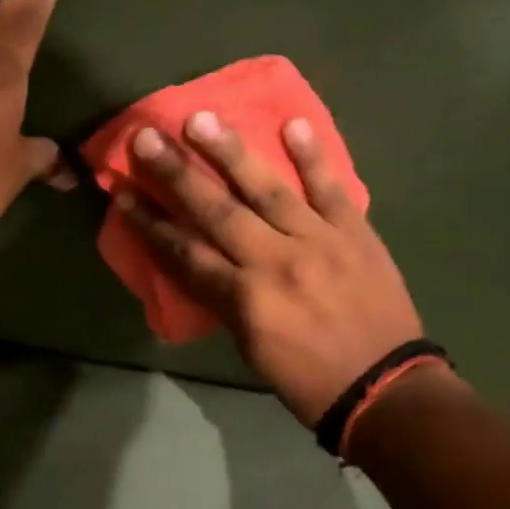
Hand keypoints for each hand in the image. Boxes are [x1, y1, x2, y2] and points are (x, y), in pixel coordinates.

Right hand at [116, 112, 431, 425]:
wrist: (387, 390)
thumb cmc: (309, 380)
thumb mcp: (251, 348)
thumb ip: (225, 299)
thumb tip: (204, 259)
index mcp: (245, 300)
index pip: (185, 252)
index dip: (149, 222)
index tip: (122, 190)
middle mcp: (275, 263)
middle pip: (216, 211)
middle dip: (176, 173)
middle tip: (146, 136)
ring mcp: (319, 242)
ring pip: (267, 189)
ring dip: (230, 152)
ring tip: (201, 118)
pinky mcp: (356, 233)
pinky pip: (331, 188)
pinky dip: (313, 156)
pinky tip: (292, 123)